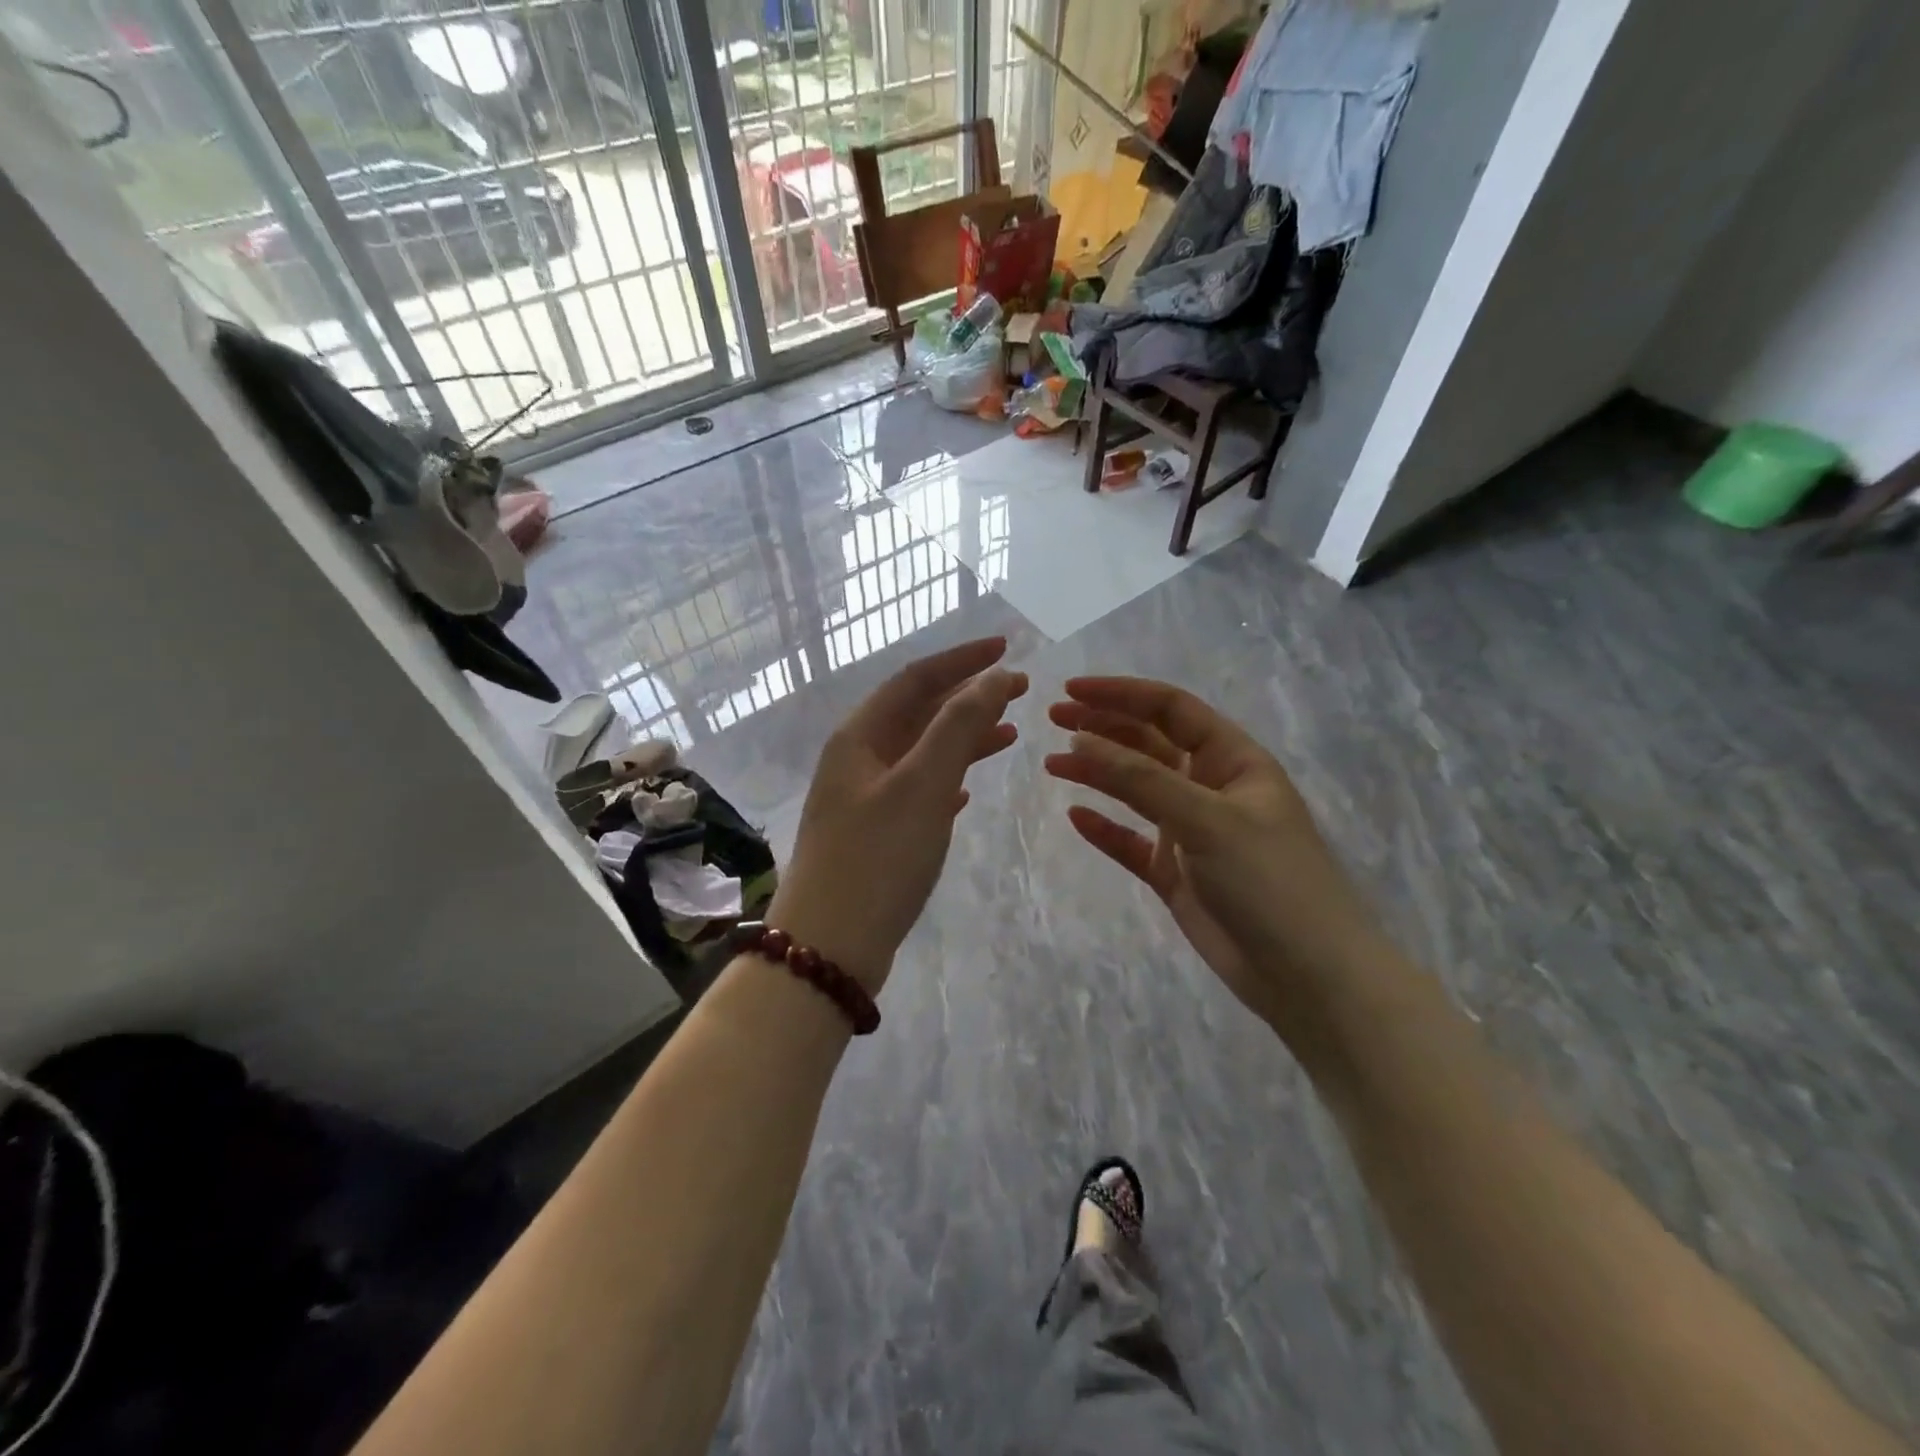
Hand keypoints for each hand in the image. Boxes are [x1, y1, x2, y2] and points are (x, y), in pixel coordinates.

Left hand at [767, 638, 1028, 993]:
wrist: (830, 947)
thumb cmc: (877, 857)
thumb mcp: (923, 785)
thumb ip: (958, 727)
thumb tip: (992, 678)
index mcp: (860, 737)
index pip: (915, 679)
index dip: (962, 660)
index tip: (1006, 649)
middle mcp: (857, 760)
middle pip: (917, 713)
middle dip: (966, 697)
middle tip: (1018, 689)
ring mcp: (863, 799)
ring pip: (920, 753)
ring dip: (962, 738)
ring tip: (1009, 733)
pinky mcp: (874, 835)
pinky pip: (917, 791)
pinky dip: (946, 781)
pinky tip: (967, 791)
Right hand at [1045, 677, 1375, 1030]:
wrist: (1308, 976)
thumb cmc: (1268, 881)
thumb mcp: (1206, 819)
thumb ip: (1140, 779)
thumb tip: (1079, 740)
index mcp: (1233, 760)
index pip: (1171, 710)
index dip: (1121, 694)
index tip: (1071, 691)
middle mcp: (1211, 788)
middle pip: (1149, 744)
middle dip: (1103, 727)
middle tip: (1053, 720)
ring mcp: (1193, 832)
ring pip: (1136, 790)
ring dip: (1098, 773)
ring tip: (1053, 763)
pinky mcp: (1177, 873)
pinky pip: (1132, 841)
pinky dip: (1106, 828)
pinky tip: (1076, 817)